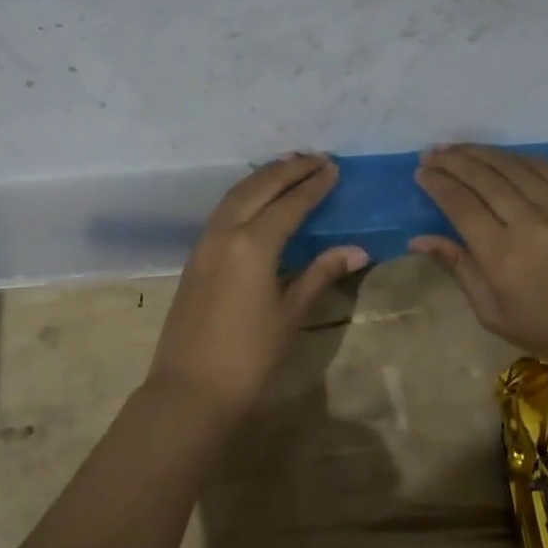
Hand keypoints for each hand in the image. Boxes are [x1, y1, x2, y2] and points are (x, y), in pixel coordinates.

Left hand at [147, 154, 367, 424]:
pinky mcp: (195, 257)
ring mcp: (204, 243)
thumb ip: (320, 275)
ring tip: (288, 167)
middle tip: (315, 158)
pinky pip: (222, 212)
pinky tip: (257, 200)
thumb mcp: (291, 315)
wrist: (191, 389)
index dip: (313, 185)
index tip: (334, 168)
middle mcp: (225, 233)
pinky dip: (244, 196)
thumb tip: (356, 250)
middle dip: (288, 169)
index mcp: (253, 244)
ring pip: (235, 195)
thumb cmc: (249, 357)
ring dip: (262, 178)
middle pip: (258, 188)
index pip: (289, 204)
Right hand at [412, 144, 547, 413]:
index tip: (422, 173)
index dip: (438, 184)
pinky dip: (517, 158)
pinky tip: (500, 156)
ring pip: (512, 166)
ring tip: (457, 148)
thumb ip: (458, 269)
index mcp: (503, 256)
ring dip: (480, 153)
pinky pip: (545, 168)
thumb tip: (419, 238)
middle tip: (432, 153)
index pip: (461, 205)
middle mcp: (530, 223)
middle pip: (483, 178)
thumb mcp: (493, 313)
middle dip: (453, 161)